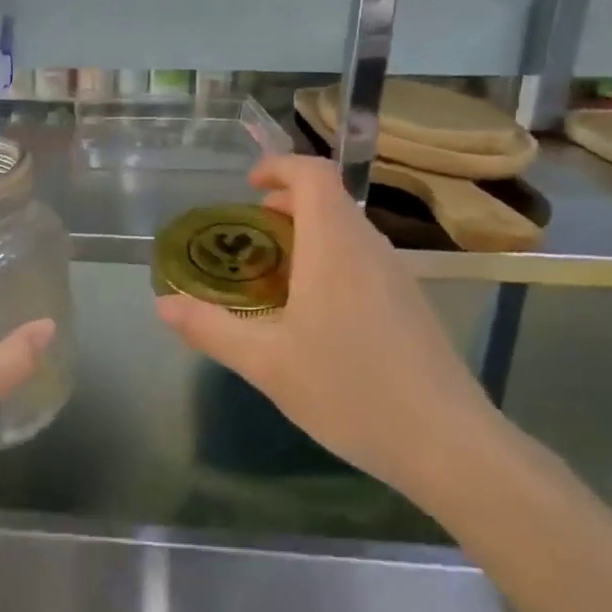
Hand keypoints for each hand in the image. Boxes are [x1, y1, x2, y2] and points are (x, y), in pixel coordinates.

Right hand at [155, 154, 498, 498]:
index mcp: (334, 246)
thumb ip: (210, 328)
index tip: (247, 187)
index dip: (279, 167)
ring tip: (272, 277)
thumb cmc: (350, 390)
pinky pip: (362, 259)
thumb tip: (163, 306)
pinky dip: (329, 261)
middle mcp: (369, 248)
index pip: (313, 174)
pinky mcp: (410, 303)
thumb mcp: (266, 363)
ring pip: (346, 231)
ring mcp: (396, 275)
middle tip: (247, 238)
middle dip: (283, 205)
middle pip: (328, 200)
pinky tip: (312, 313)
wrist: (448, 445)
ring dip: (306, 235)